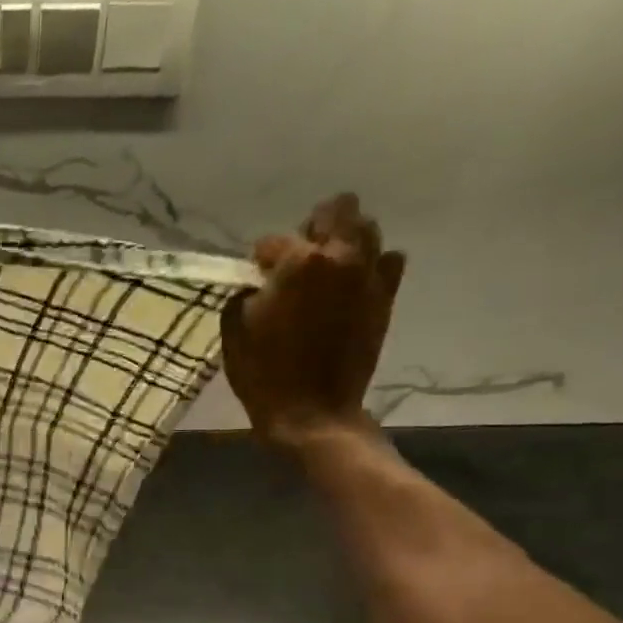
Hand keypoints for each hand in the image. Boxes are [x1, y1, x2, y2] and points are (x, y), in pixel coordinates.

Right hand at [220, 193, 406, 449]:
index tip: (255, 278)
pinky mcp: (385, 297)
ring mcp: (368, 275)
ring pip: (367, 228)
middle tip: (298, 259)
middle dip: (313, 228)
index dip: (260, 260)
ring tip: (327, 269)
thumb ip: (245, 294)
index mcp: (297, 263)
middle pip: (337, 209)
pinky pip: (388, 260)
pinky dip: (370, 265)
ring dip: (344, 241)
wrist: (312, 413)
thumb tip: (258, 283)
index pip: (273, 241)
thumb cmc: (264, 375)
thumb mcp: (234, 332)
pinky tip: (352, 285)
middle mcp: (340, 257)